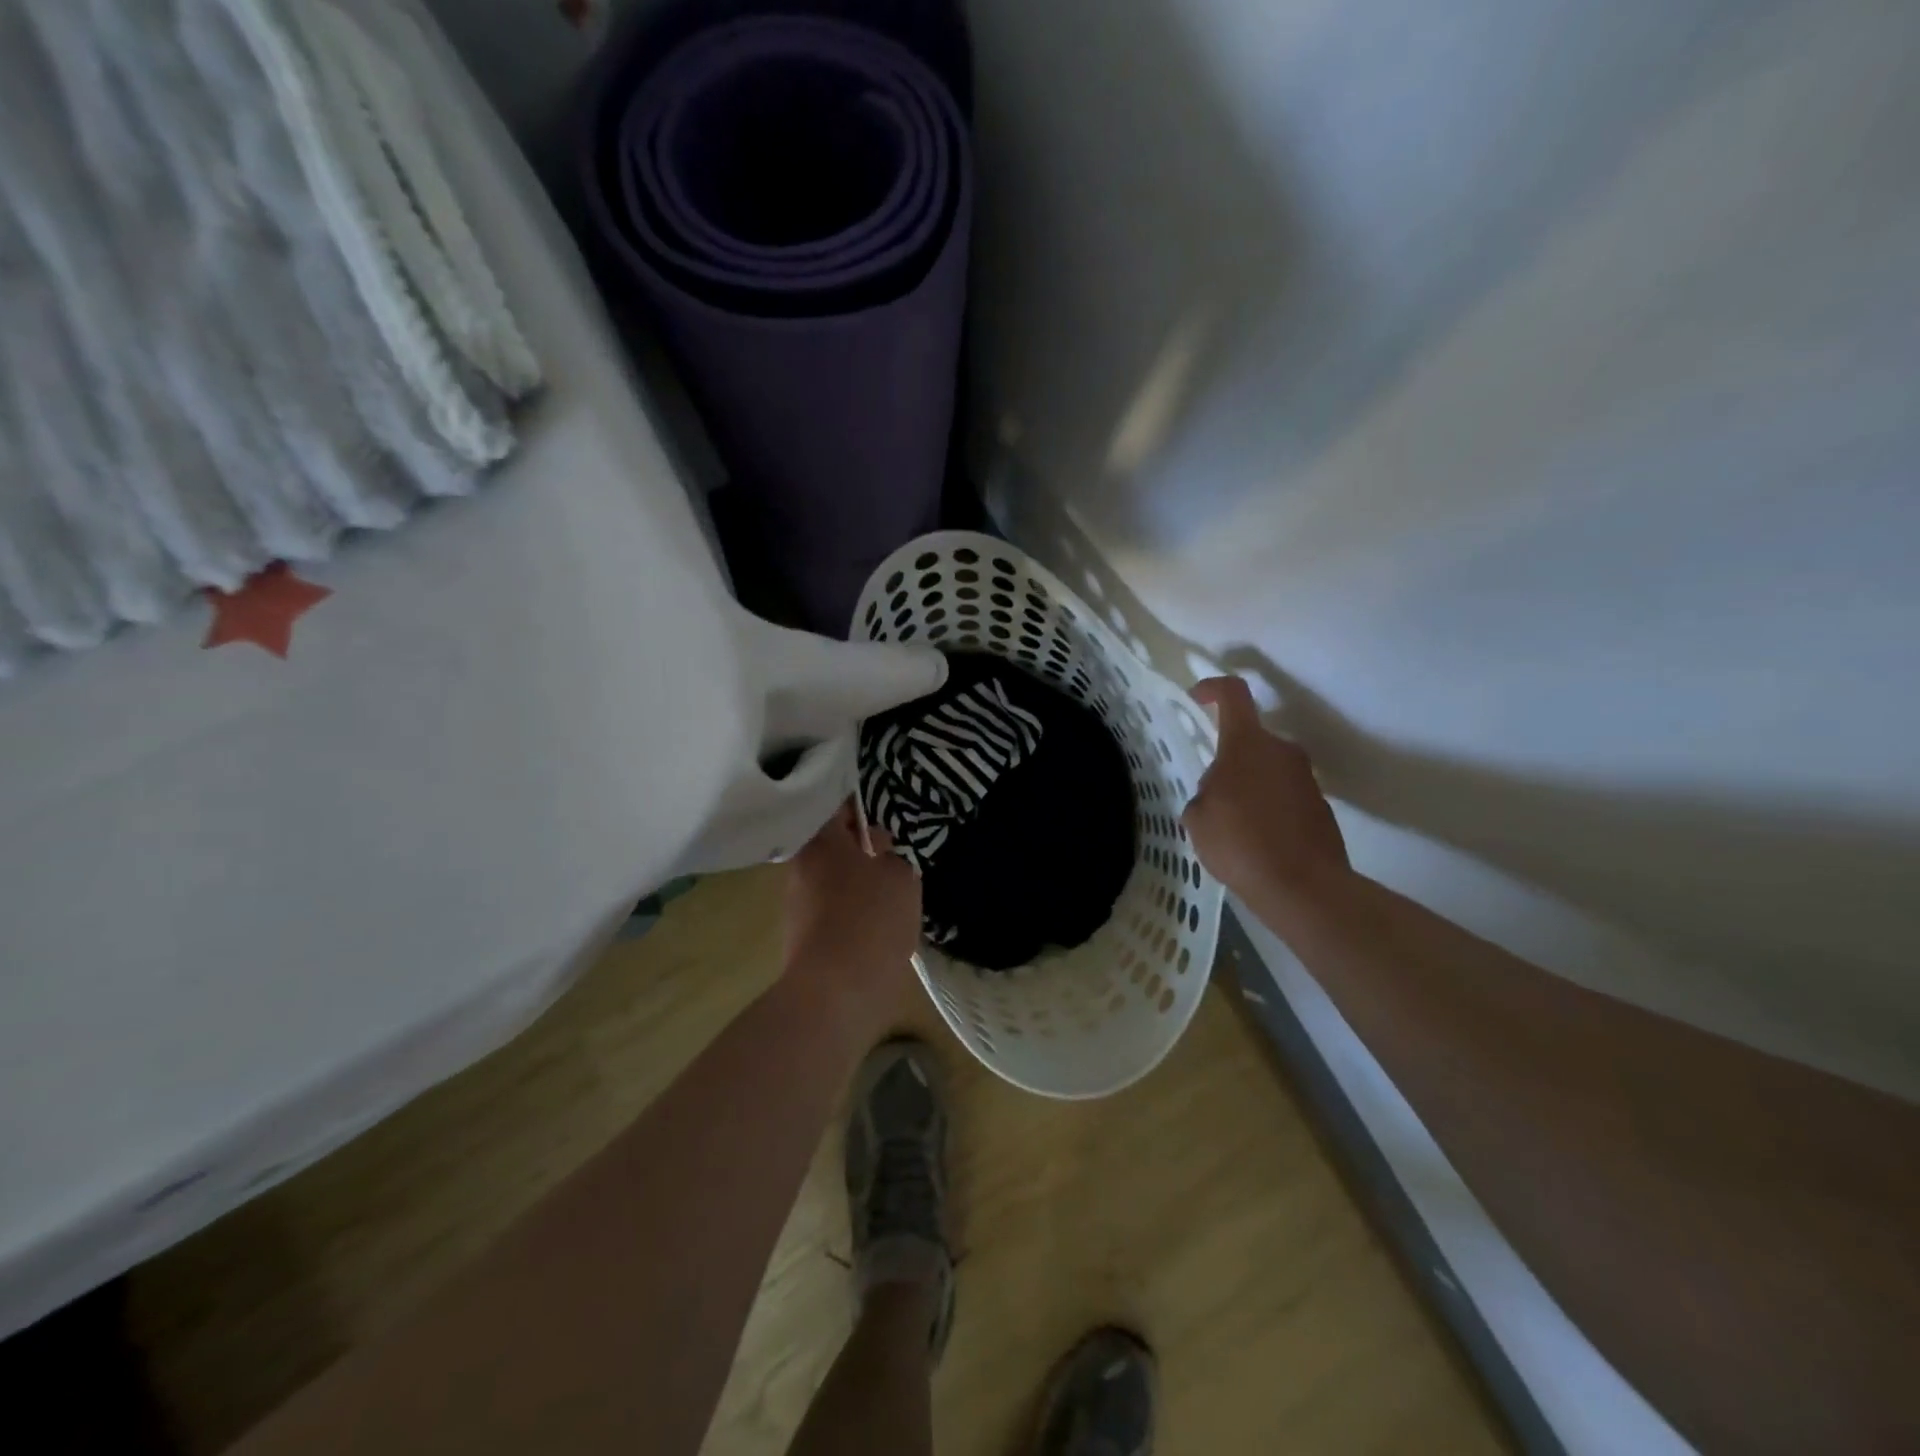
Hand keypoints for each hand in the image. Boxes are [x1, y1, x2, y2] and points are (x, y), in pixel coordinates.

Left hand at [783, 803, 923, 1037]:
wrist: (834, 993)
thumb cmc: (871, 921)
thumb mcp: (901, 878)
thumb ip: (893, 856)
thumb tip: (879, 849)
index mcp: (821, 841)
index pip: (838, 808)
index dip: (861, 809)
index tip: (883, 817)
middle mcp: (800, 866)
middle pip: (831, 845)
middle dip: (859, 848)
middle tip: (891, 856)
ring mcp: (795, 903)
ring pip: (830, 878)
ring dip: (854, 881)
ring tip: (886, 894)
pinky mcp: (799, 936)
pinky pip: (828, 909)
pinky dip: (848, 910)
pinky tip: (872, 924)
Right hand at [1183, 677, 1349, 912]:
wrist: (1303, 887)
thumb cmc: (1239, 843)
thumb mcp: (1198, 818)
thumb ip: (1204, 794)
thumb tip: (1219, 794)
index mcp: (1248, 744)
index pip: (1233, 694)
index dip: (1212, 688)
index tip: (1197, 697)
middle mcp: (1282, 751)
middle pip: (1250, 740)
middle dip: (1228, 761)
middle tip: (1211, 796)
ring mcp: (1306, 779)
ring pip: (1267, 770)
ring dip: (1249, 787)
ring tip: (1233, 827)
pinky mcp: (1321, 806)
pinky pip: (1285, 796)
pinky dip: (1268, 809)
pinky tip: (1257, 843)